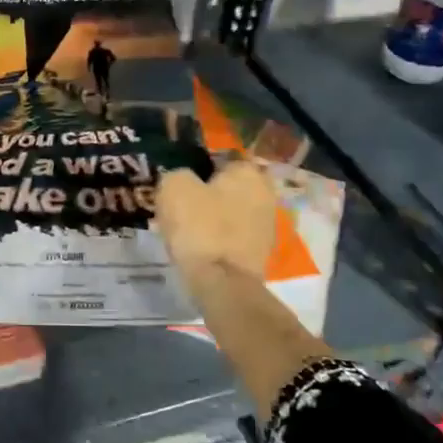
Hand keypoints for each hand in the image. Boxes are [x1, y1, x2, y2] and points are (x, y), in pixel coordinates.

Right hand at [156, 162, 275, 283]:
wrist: (223, 283)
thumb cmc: (200, 227)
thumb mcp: (174, 187)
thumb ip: (178, 174)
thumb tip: (184, 180)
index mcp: (248, 172)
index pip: (221, 158)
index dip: (198, 167)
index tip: (181, 182)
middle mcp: (266, 193)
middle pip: (229, 186)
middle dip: (209, 193)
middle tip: (183, 205)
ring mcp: (267, 224)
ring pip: (232, 211)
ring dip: (215, 216)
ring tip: (188, 228)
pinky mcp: (261, 251)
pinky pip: (234, 235)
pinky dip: (220, 238)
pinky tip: (201, 246)